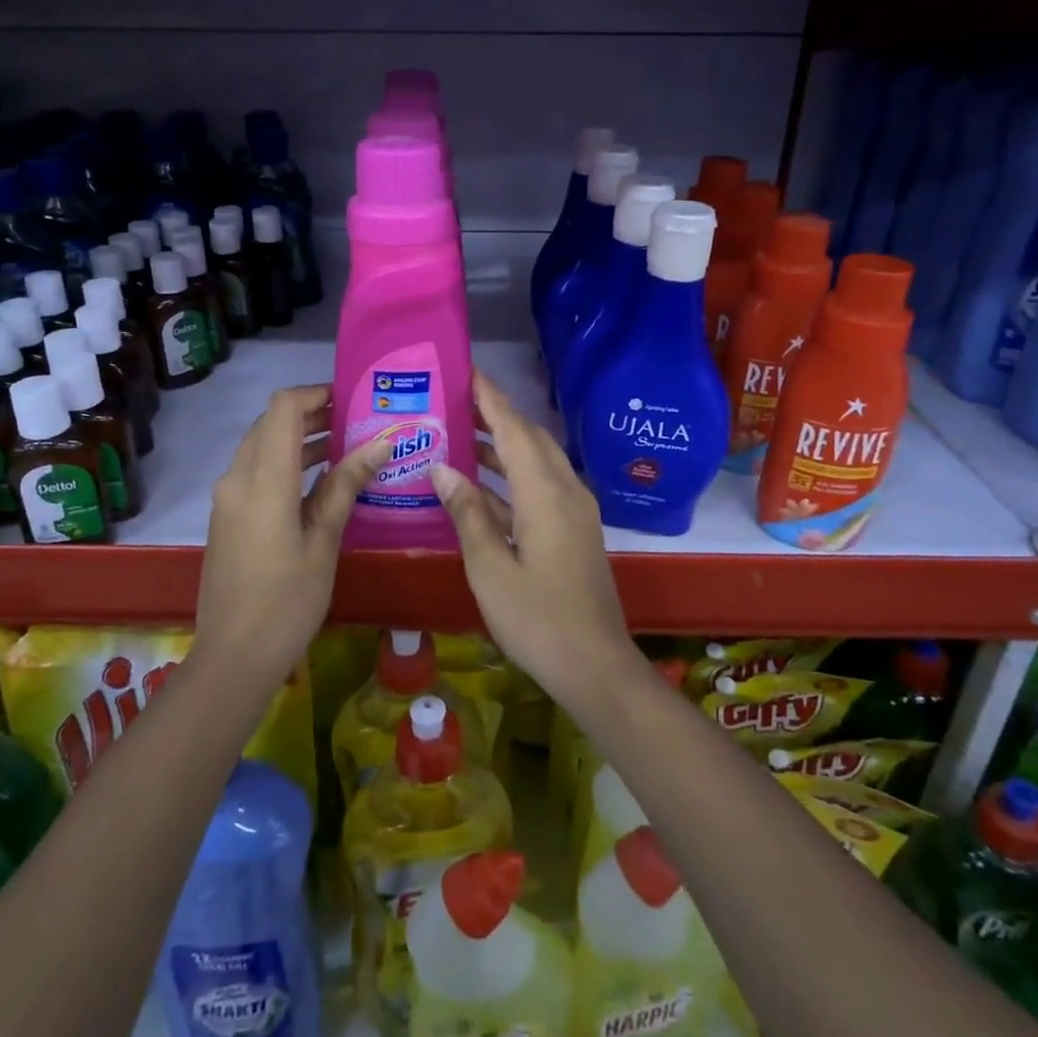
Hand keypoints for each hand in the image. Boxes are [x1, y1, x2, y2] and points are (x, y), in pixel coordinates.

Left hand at [196, 384, 390, 676]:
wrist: (232, 657)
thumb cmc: (287, 602)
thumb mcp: (323, 542)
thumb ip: (345, 486)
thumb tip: (380, 444)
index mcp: (264, 481)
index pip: (283, 408)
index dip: (316, 394)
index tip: (351, 400)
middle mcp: (237, 478)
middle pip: (270, 422)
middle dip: (311, 414)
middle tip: (355, 422)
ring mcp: (227, 497)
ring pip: (262, 446)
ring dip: (299, 438)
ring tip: (346, 446)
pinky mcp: (227, 515)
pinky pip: (255, 470)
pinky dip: (285, 462)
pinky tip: (319, 481)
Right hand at [429, 372, 639, 706]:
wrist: (596, 665)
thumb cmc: (537, 619)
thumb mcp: (489, 568)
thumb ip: (467, 513)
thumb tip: (441, 467)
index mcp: (545, 493)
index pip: (513, 429)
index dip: (490, 398)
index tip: (465, 371)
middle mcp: (566, 490)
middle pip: (529, 438)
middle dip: (495, 415)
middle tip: (455, 402)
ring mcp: (575, 510)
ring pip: (537, 461)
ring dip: (503, 446)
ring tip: (460, 436)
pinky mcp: (575, 530)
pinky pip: (541, 486)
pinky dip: (512, 477)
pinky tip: (481, 487)